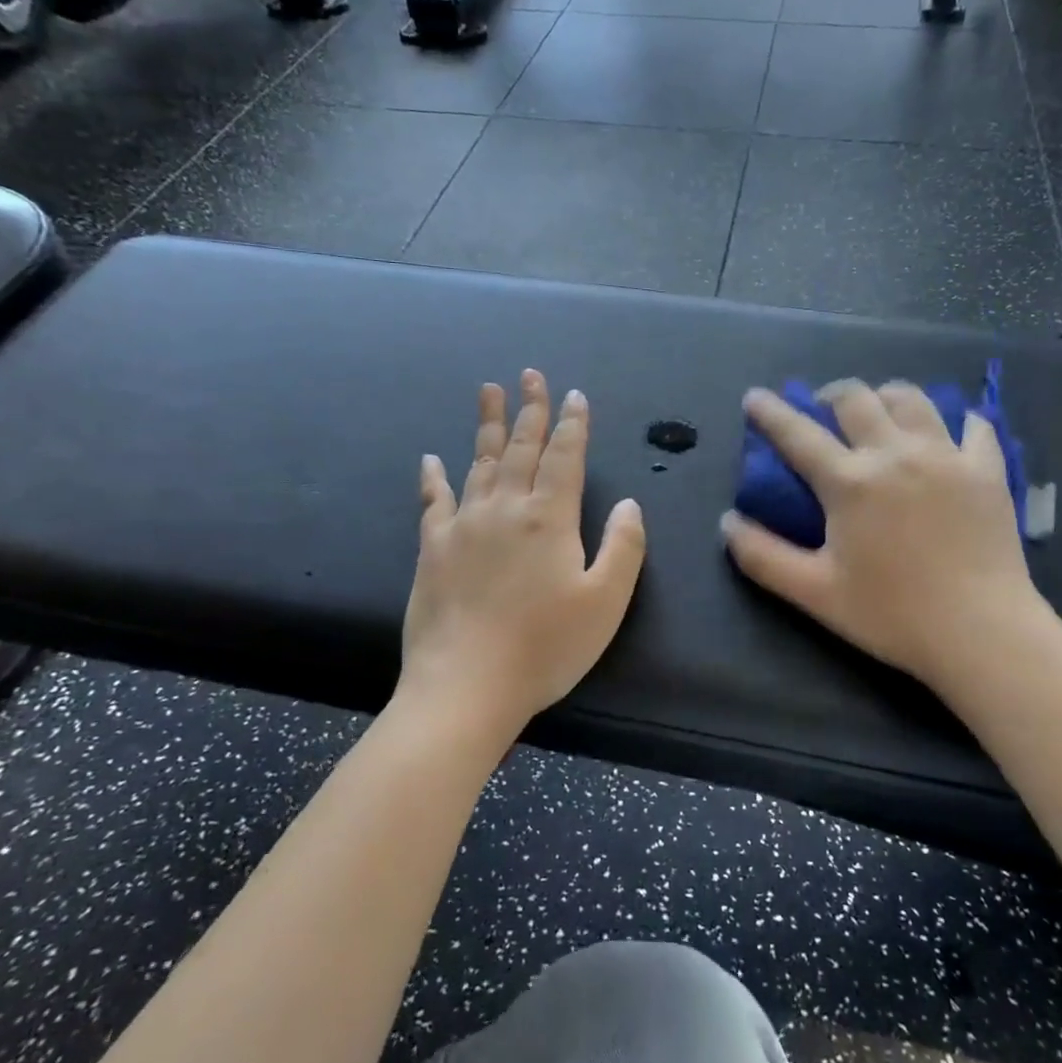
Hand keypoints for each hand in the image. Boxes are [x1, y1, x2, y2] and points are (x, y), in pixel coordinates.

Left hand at [398, 369, 646, 743]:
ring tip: (488, 390)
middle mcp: (505, 509)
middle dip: (530, 410)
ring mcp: (463, 525)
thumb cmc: (545, 648)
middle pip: (520, 448)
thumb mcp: (606, 602)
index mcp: (549, 518)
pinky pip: (433, 501)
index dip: (572, 425)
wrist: (465, 687)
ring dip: (487, 425)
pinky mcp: (432, 548)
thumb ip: (624, 547)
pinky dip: (433, 477)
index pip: (564, 458)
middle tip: (531, 374)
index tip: (574, 395)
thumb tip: (630, 503)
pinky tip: (430, 458)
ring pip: (479, 462)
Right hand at [721, 380, 1047, 705]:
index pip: (798, 434)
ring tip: (880, 413)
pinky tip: (950, 433)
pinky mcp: (987, 470)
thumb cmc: (893, 615)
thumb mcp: (815, 593)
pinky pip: (975, 426)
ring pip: (912, 399)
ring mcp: (947, 456)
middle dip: (831, 395)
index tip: (755, 396)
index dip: (770, 412)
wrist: (983, 633)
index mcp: (850, 482)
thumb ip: (763, 556)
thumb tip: (727, 522)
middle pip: (856, 399)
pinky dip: (957, 421)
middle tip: (824, 410)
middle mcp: (895, 454)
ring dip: (886, 397)